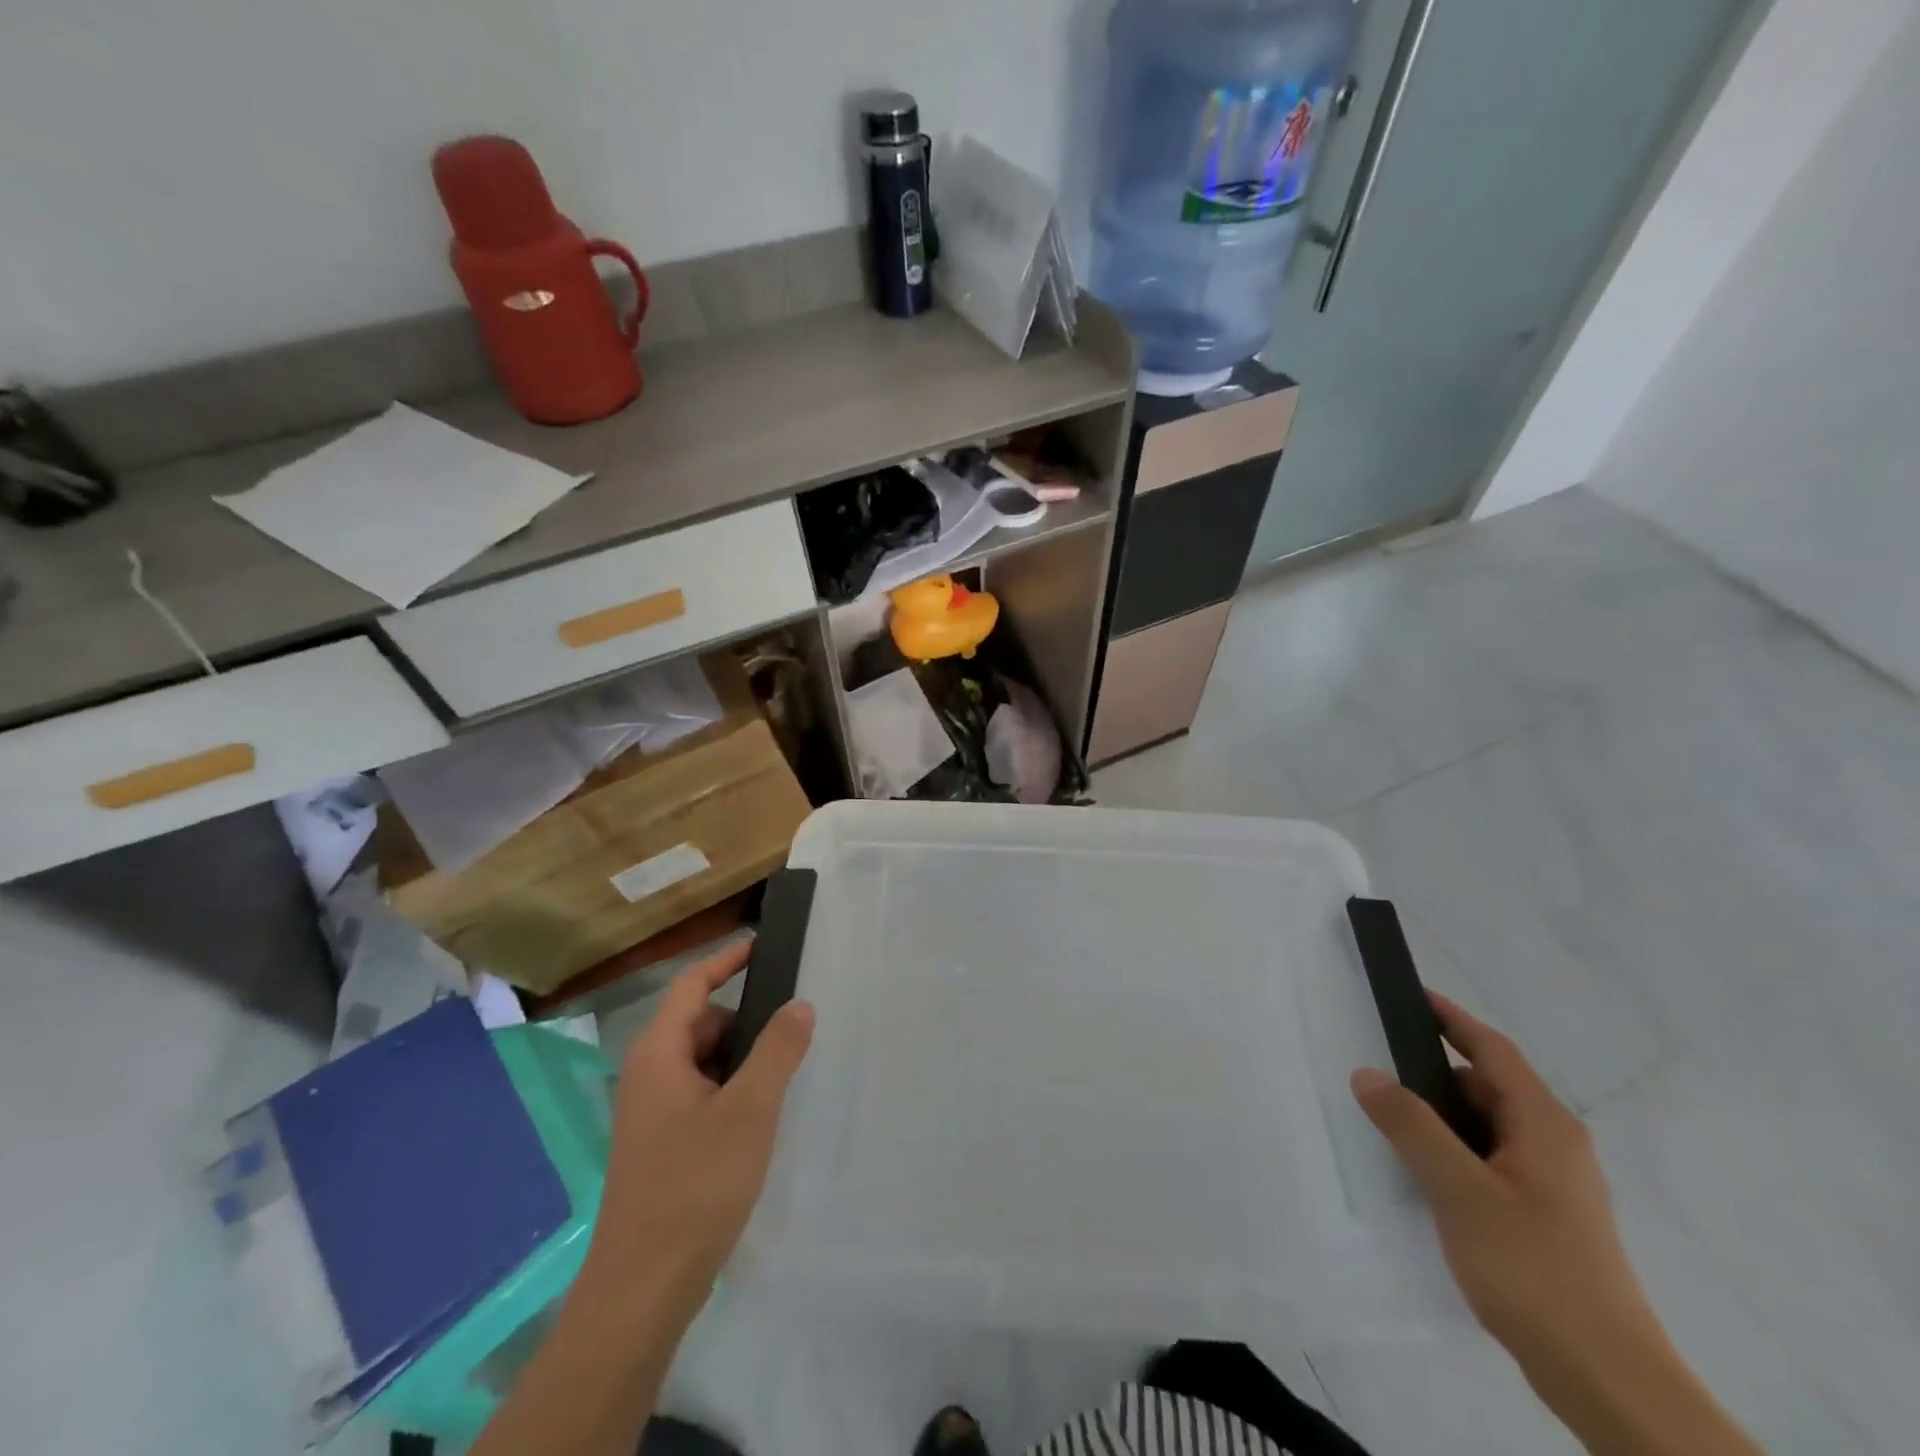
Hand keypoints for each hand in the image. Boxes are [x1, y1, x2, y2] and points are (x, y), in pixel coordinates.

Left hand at [584, 942, 814, 1315]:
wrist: (642, 1289)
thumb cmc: (695, 1185)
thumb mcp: (749, 1110)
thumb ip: (777, 1050)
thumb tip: (799, 1004)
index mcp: (659, 1055)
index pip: (691, 985)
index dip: (727, 961)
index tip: (765, 946)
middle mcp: (648, 1075)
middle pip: (700, 1023)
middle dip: (744, 1021)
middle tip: (794, 1030)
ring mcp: (651, 1113)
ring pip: (703, 1062)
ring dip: (741, 1060)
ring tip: (784, 1075)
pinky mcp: (660, 1145)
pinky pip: (700, 1095)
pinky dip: (731, 1091)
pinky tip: (760, 1118)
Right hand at [1349, 993, 1656, 1368]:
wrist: (1607, 1379)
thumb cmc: (1533, 1267)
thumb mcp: (1459, 1190)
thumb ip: (1411, 1126)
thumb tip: (1367, 1073)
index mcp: (1543, 1124)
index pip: (1492, 1050)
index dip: (1451, 1018)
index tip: (1410, 995)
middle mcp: (1554, 1143)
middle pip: (1487, 1086)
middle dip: (1433, 1073)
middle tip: (1378, 1069)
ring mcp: (1554, 1183)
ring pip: (1487, 1127)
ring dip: (1441, 1117)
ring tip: (1390, 1123)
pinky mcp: (1546, 1216)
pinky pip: (1490, 1160)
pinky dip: (1454, 1151)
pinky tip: (1424, 1175)